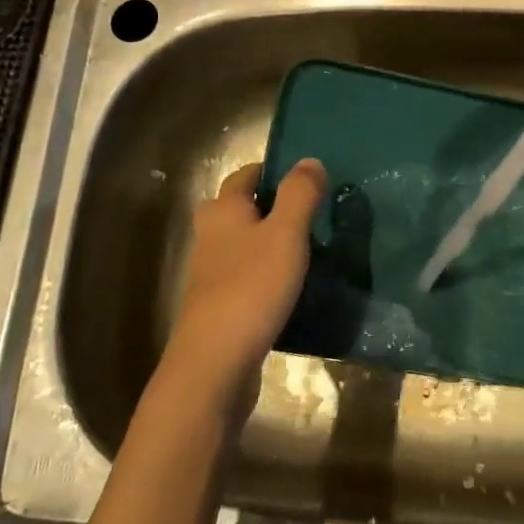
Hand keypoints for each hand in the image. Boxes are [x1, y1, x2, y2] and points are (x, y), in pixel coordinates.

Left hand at [158, 160, 326, 410]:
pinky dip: (268, 274)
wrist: (216, 362)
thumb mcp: (285, 234)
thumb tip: (309, 160)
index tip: (308, 177)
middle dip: (272, 207)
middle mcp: (210, 236)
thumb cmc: (252, 287)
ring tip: (311, 247)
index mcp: (222, 211)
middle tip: (312, 212)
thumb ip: (299, 194)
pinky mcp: (220, 305)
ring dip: (271, 242)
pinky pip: (248, 277)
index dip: (274, 171)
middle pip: (241, 210)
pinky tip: (295, 286)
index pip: (246, 176)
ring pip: (244, 244)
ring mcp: (212, 274)